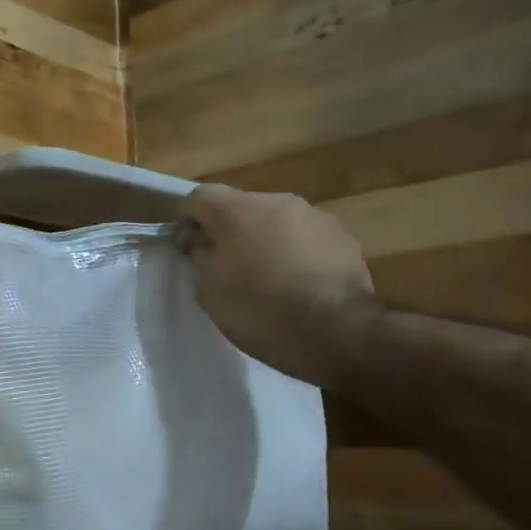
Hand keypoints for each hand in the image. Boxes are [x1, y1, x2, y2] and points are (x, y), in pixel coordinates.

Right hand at [175, 185, 378, 385]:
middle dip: (228, 230)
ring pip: (275, 221)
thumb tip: (197, 240)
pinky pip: (304, 238)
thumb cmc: (260, 310)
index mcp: (238, 210)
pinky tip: (296, 284)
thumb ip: (198, 255)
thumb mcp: (209, 290)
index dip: (187, 219)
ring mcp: (315, 217)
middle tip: (224, 265)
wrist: (338, 333)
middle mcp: (277, 201)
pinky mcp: (344, 238)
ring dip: (264, 240)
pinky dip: (293, 253)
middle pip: (240, 206)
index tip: (186, 248)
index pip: (199, 196)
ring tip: (264, 277)